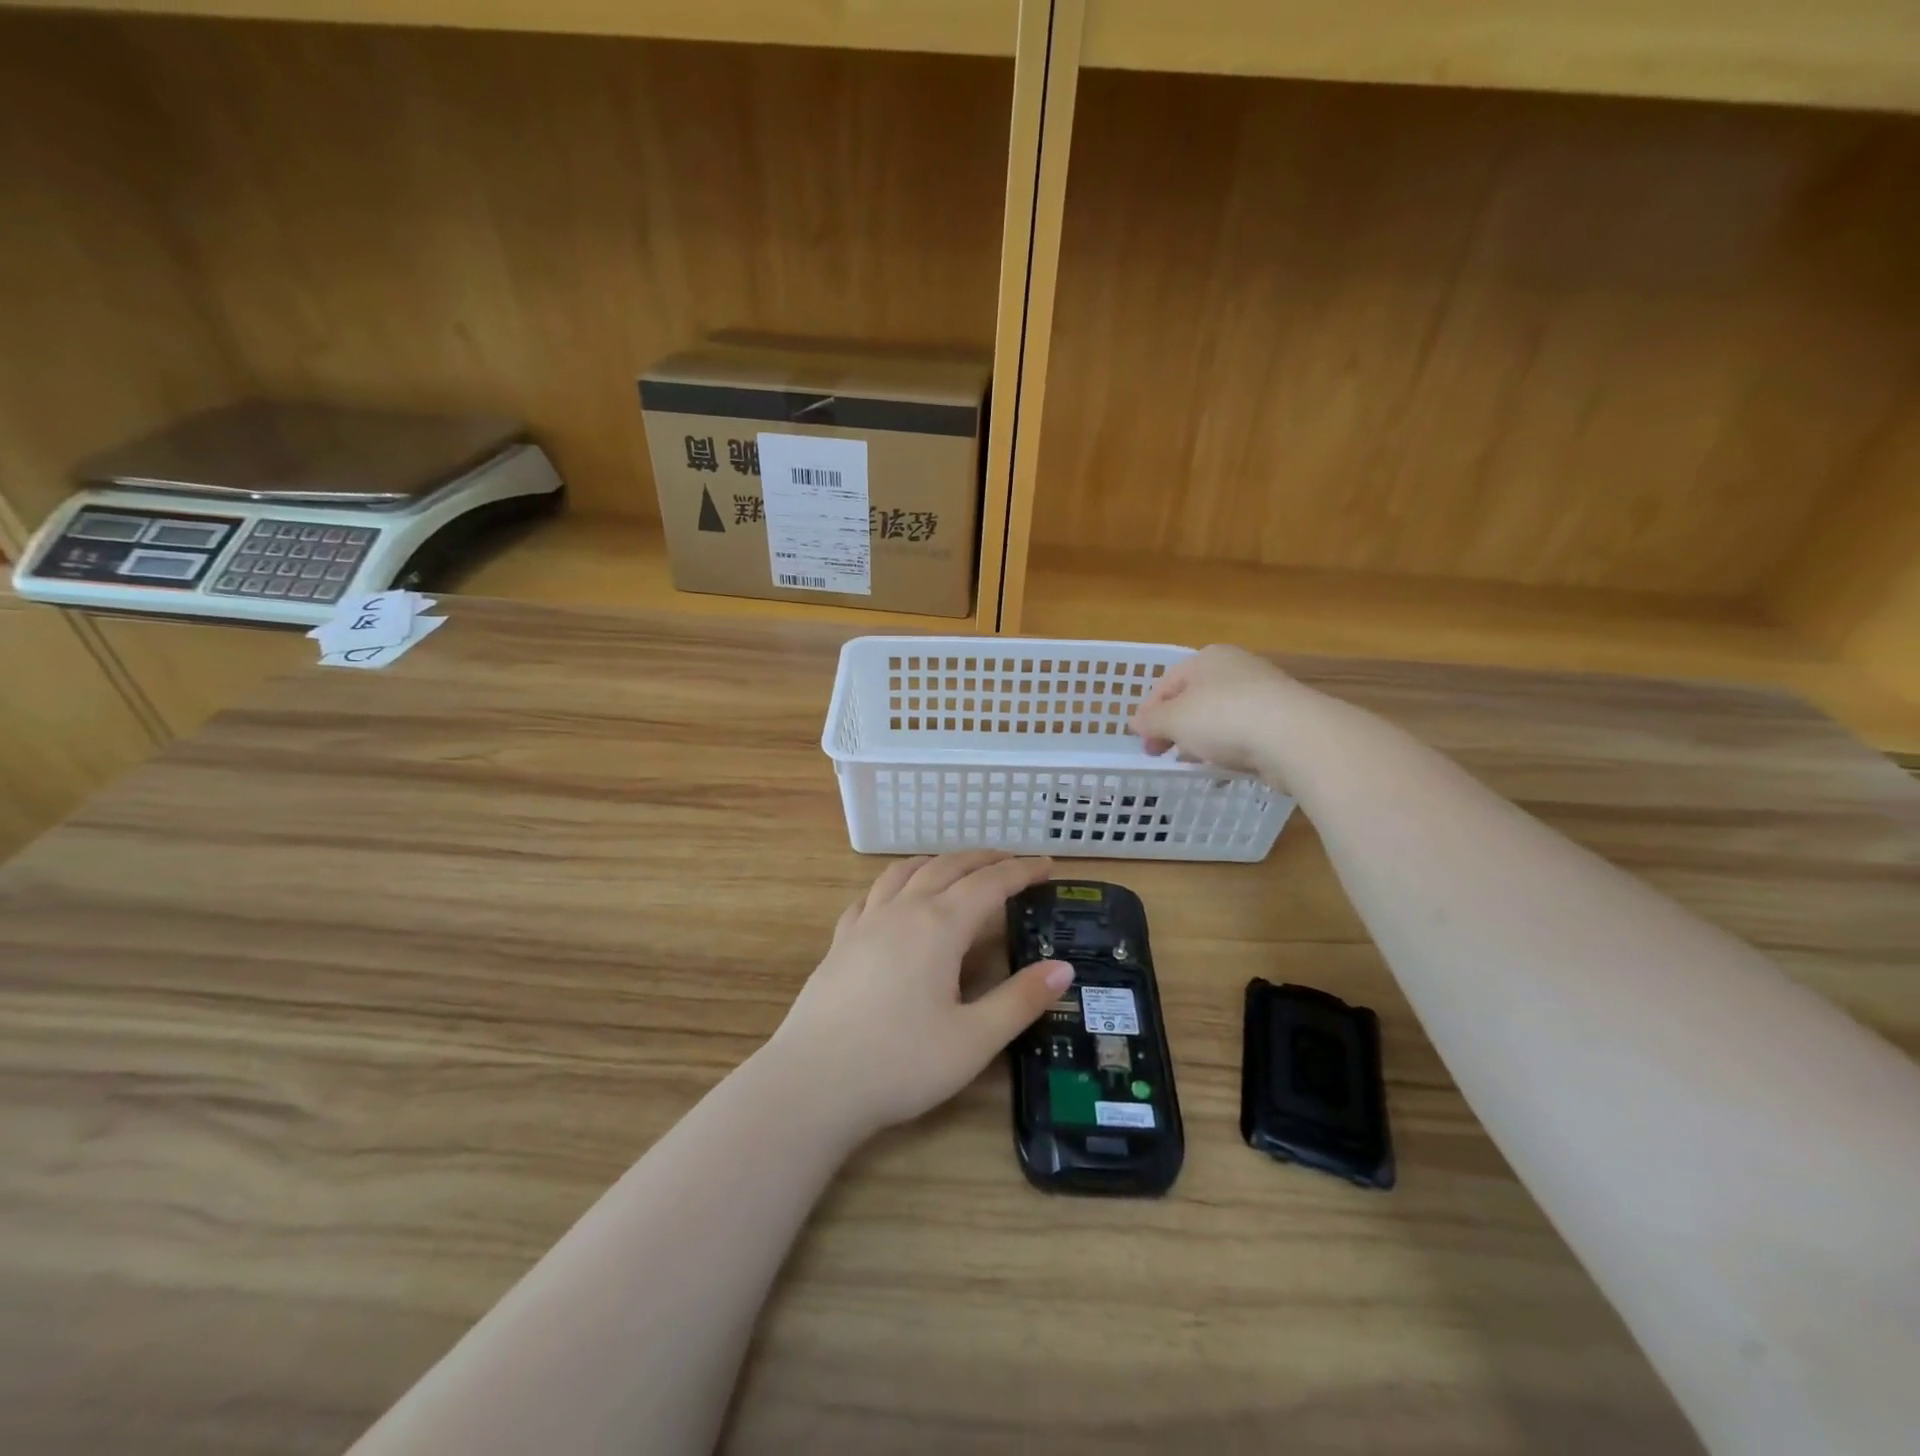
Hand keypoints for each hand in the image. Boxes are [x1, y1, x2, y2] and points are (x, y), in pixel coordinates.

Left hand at [765, 852, 1073, 1139]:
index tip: (1047, 865)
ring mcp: (865, 922)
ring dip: (939, 862)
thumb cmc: (900, 1063)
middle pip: (949, 867)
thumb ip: (1020, 1000)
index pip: (990, 883)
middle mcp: (903, 910)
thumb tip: (1063, 967)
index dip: (1021, 870)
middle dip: (984, 859)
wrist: (812, 1083)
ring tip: (958, 868)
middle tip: (1011, 862)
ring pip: (906, 872)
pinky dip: (897, 882)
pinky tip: (897, 898)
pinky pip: (873, 894)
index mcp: (940, 926)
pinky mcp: (840, 941)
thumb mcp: (973, 1040)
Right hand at [1131, 644, 1297, 779]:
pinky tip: (1224, 765)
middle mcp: (1237, 668)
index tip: (1140, 739)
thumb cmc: (1223, 717)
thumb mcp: (1174, 720)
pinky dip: (1230, 747)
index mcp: (1208, 658)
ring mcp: (1264, 692)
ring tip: (1192, 762)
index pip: (1167, 683)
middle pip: (1194, 698)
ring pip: (1220, 716)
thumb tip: (1134, 722)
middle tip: (1161, 753)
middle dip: (1175, 726)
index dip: (1149, 712)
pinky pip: (1245, 732)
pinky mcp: (1283, 719)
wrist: (1294, 737)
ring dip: (1201, 738)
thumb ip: (1151, 721)